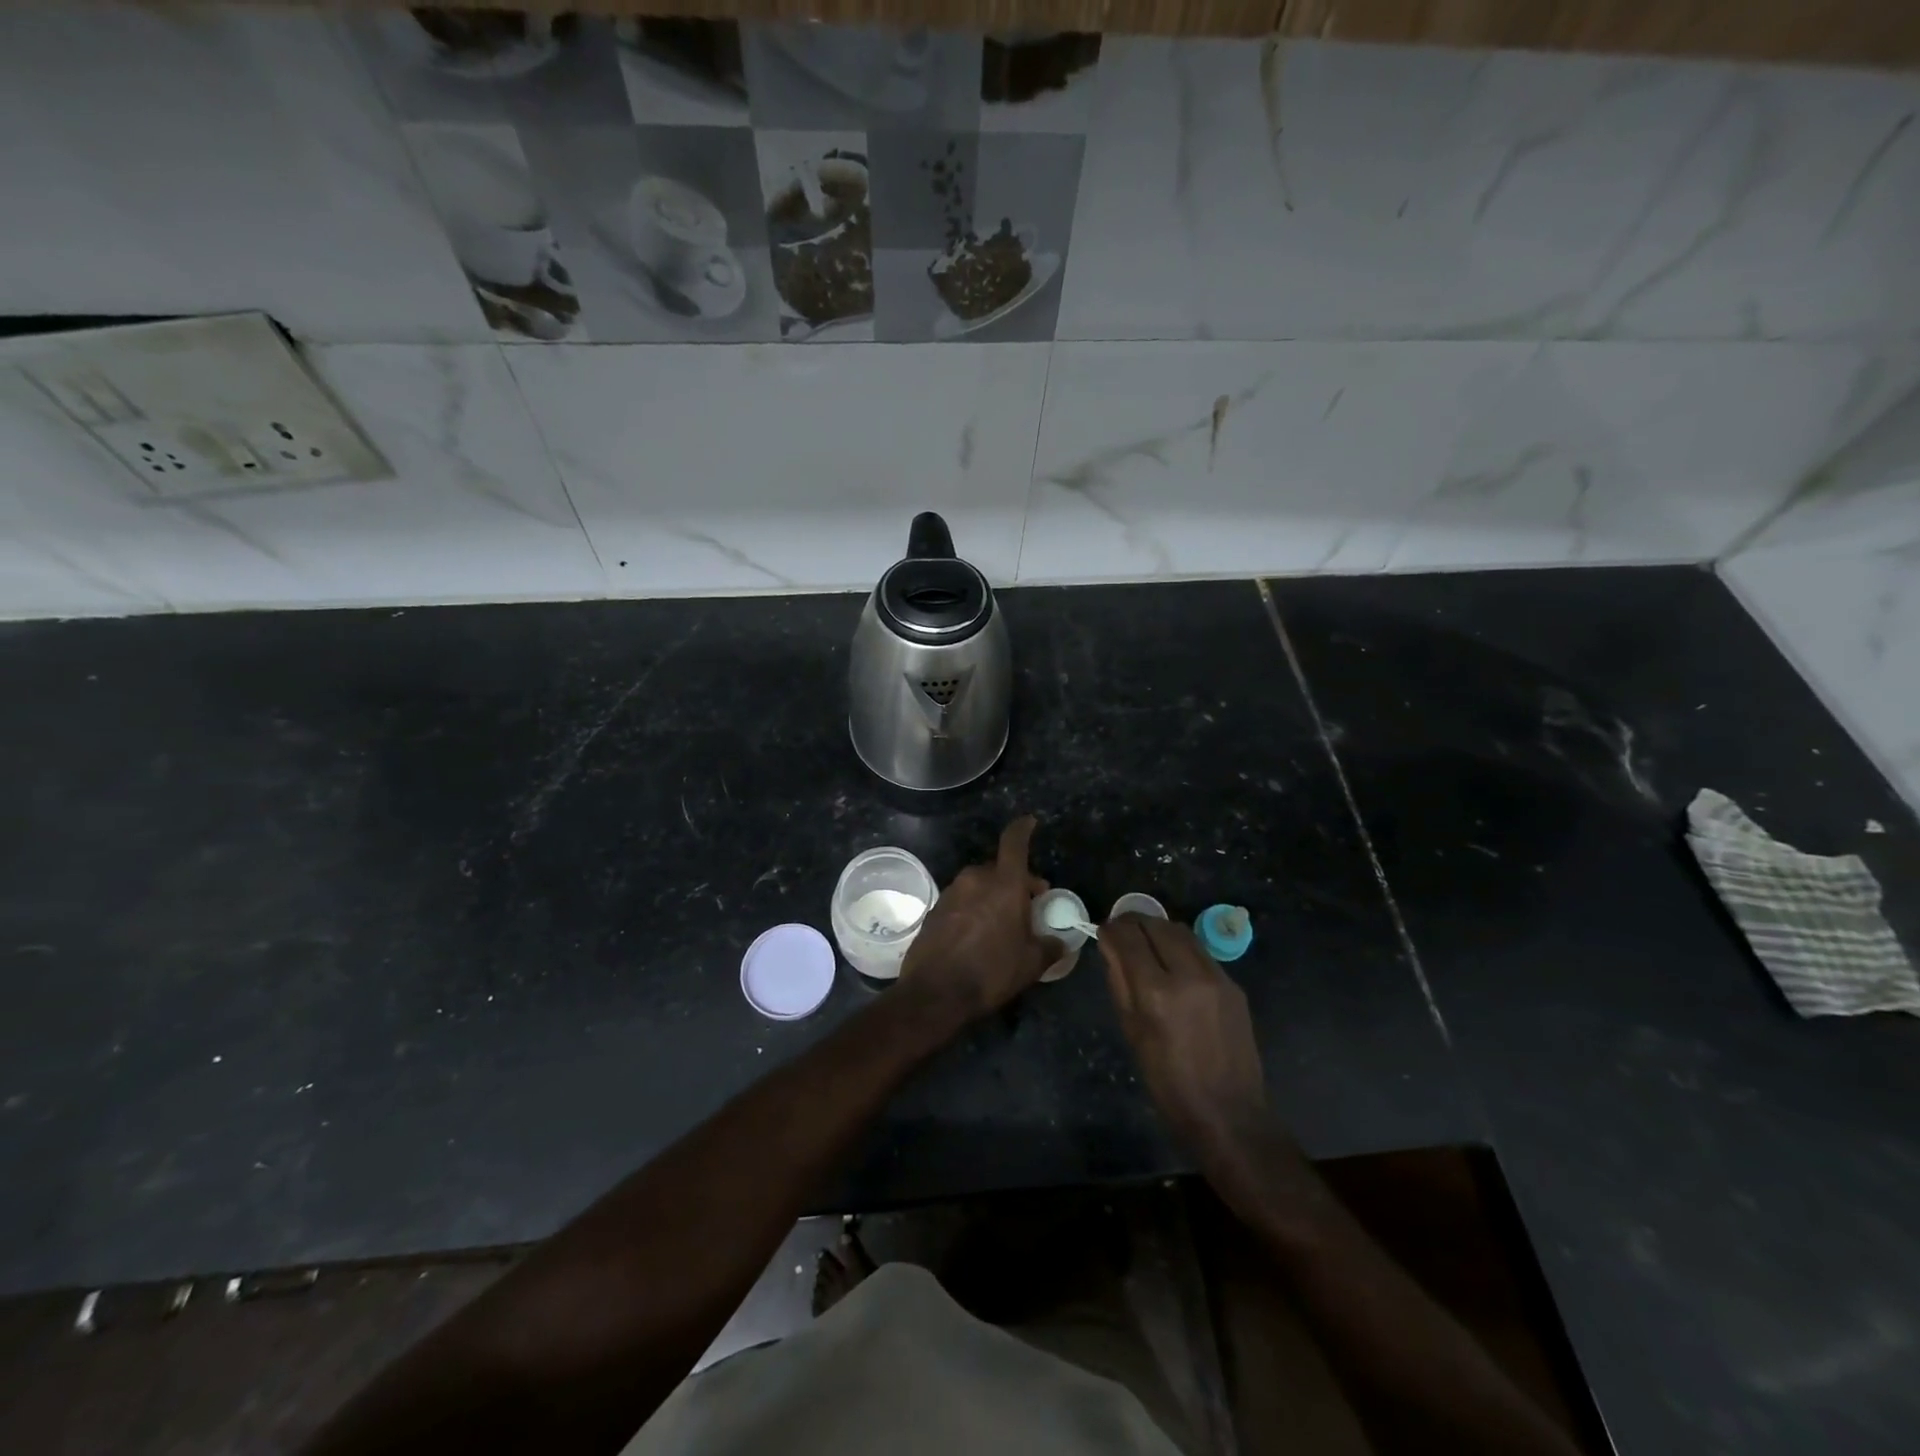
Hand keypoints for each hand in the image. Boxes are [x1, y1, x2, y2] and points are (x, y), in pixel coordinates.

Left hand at [900, 816, 1063, 1019]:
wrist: (935, 993)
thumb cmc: (991, 972)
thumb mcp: (1031, 963)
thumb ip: (1049, 947)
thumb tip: (1059, 942)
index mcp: (1004, 883)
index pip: (1014, 842)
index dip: (1023, 828)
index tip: (1030, 822)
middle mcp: (975, 879)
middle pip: (999, 867)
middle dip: (1015, 880)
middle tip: (1029, 903)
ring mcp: (951, 892)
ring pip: (979, 884)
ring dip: (993, 895)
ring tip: (1003, 922)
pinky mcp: (935, 909)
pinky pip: (962, 900)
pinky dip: (974, 907)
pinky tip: (979, 933)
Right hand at [1101, 915, 1269, 1163]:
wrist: (1229, 1114)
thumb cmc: (1168, 1082)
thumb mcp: (1132, 1032)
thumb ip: (1119, 982)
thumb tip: (1110, 947)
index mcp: (1156, 993)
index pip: (1128, 937)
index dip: (1110, 928)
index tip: (1102, 931)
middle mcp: (1188, 975)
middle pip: (1156, 925)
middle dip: (1133, 922)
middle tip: (1121, 932)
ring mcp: (1216, 977)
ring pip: (1181, 932)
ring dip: (1158, 930)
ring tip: (1145, 942)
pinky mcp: (1234, 985)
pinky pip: (1200, 952)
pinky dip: (1180, 948)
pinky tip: (1173, 965)